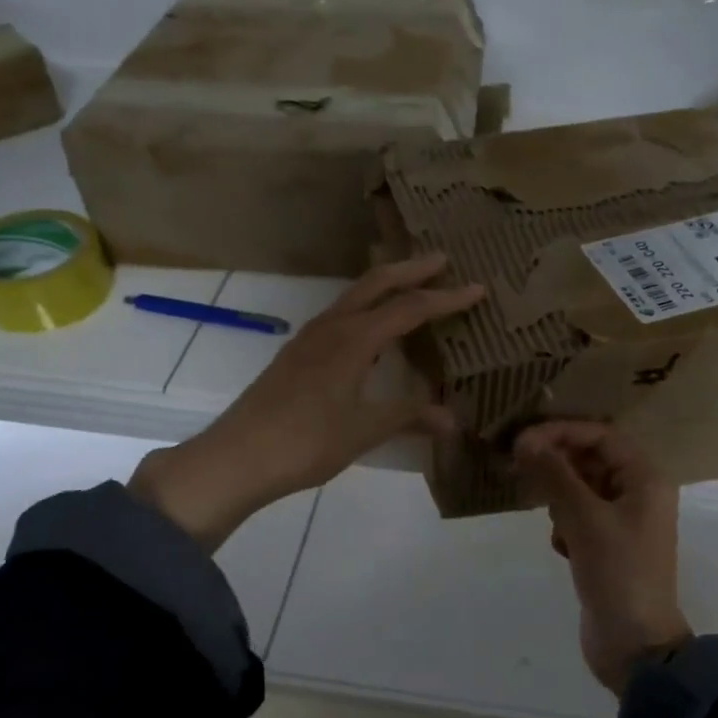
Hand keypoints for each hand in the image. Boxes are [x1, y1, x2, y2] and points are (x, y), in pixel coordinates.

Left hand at [131, 254, 484, 549]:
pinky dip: (365, 308)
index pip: (409, 308)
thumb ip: (408, 417)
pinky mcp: (297, 354)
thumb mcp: (364, 430)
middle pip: (376, 284)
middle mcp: (332, 327)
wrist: (238, 456)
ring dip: (385, 285)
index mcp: (354, 339)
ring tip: (411, 286)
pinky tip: (371, 331)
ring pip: (354, 297)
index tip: (478, 289)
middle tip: (442, 261)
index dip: (446, 298)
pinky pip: (340, 316)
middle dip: (411, 269)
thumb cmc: (306, 441)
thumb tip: (452, 419)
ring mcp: (310, 338)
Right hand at [514, 422, 690, 697]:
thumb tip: (525, 440)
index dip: (561, 432)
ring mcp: (624, 522)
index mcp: (646, 479)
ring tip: (543, 513)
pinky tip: (560, 547)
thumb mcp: (583, 519)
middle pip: (591, 459)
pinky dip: (565, 524)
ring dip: (558, 496)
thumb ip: (554, 475)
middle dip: (556, 463)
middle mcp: (639, 493)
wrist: (635, 646)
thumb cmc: (617, 573)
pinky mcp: (608, 546)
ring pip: (582, 489)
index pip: (601, 435)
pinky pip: (580, 517)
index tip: (522, 441)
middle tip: (518, 468)